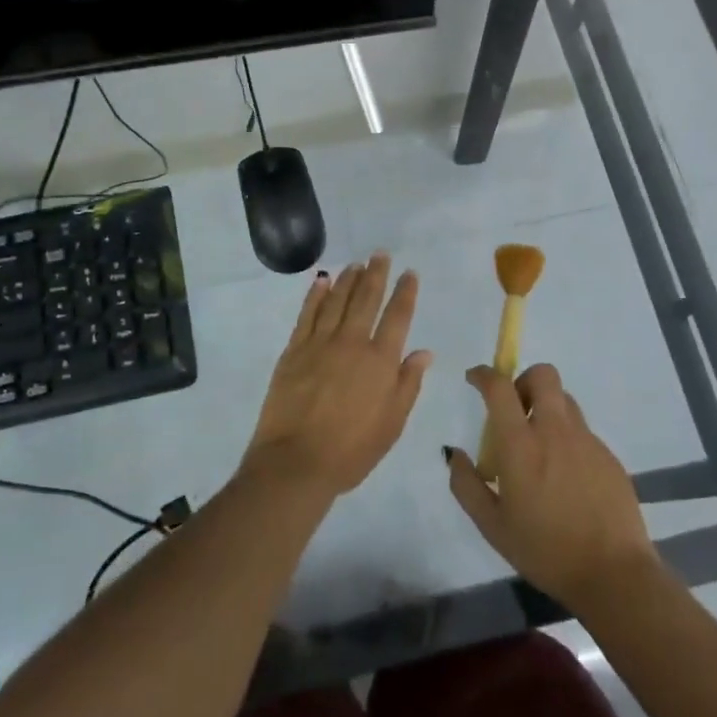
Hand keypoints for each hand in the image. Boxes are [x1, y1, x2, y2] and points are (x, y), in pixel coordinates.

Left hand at [243, 253, 431, 496]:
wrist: (296, 462)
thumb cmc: (351, 450)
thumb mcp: (392, 424)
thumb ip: (408, 384)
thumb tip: (423, 352)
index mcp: (380, 361)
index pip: (397, 317)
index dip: (405, 292)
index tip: (409, 273)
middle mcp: (352, 343)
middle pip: (366, 299)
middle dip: (376, 274)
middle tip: (380, 254)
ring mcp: (319, 344)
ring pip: (337, 301)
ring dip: (348, 279)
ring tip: (356, 264)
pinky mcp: (293, 350)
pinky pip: (307, 314)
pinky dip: (316, 296)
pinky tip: (322, 282)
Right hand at [447, 363, 657, 612]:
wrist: (614, 574)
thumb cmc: (545, 551)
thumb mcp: (492, 525)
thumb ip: (466, 484)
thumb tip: (453, 453)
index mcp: (521, 445)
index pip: (500, 388)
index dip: (483, 375)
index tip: (474, 379)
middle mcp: (555, 431)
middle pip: (544, 375)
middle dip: (523, 380)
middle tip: (514, 410)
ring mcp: (587, 441)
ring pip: (565, 400)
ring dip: (546, 408)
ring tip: (539, 447)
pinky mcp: (608, 456)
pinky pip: (582, 430)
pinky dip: (566, 438)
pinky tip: (564, 476)